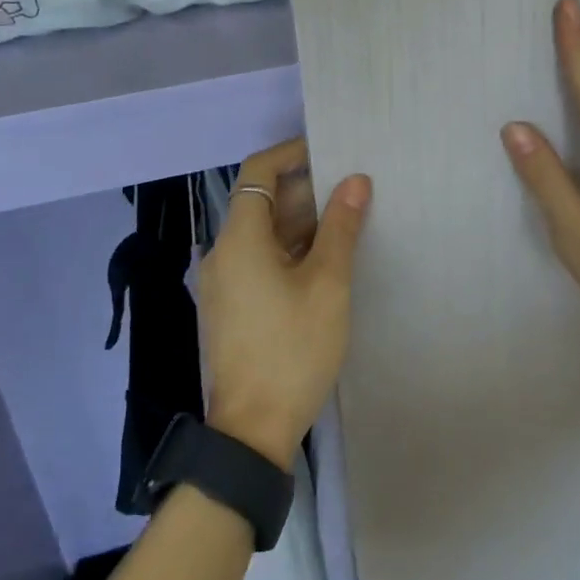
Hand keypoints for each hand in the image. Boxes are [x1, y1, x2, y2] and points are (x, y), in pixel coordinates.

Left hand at [199, 138, 371, 469]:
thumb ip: (340, 227)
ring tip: (350, 219)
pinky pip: (262, 261)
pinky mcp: (234, 306)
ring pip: (266, 234)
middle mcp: (224, 253)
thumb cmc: (292, 349)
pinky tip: (328, 260)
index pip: (258, 171)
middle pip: (264, 203)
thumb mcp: (327, 284)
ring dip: (303, 223)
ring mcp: (226, 282)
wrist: (252, 430)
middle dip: (307, 190)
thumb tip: (355, 181)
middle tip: (354, 187)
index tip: (330, 149)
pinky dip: (292, 250)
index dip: (292, 153)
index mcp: (240, 238)